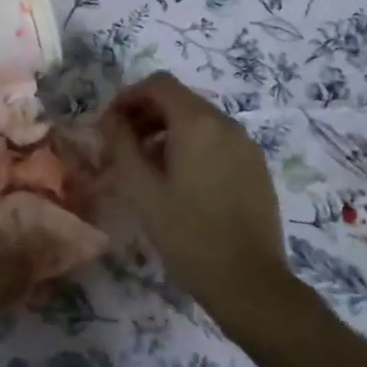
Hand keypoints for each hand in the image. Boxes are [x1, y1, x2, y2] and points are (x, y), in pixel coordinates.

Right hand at [100, 73, 308, 337]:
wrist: (250, 283)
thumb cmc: (188, 233)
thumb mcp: (141, 189)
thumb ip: (121, 145)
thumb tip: (110, 119)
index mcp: (197, 123)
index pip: (159, 84)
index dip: (129, 96)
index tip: (110, 123)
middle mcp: (226, 124)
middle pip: (180, 99)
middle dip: (146, 113)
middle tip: (123, 145)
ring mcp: (246, 145)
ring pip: (199, 120)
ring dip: (168, 130)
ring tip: (148, 166)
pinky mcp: (256, 167)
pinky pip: (218, 140)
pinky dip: (193, 145)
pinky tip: (181, 181)